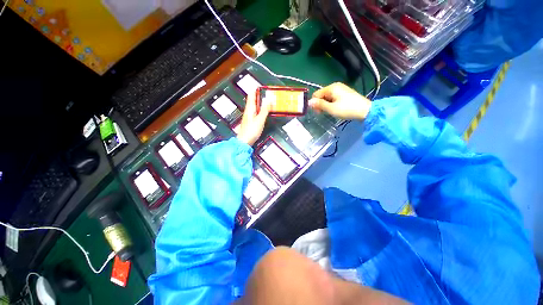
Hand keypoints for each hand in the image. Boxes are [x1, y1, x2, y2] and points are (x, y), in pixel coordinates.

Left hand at [237, 91, 270, 145]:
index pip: (251, 96)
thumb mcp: (260, 119)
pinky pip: (255, 112)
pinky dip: (260, 110)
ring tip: (265, 100)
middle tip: (265, 92)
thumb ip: (264, 109)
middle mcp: (248, 111)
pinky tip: (262, 112)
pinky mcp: (250, 122)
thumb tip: (268, 99)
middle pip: (253, 100)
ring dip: (259, 102)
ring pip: (254, 106)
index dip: (255, 90)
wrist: (245, 141)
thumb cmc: (251, 131)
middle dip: (258, 95)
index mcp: (250, 109)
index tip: (259, 85)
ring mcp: (249, 117)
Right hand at [309, 83, 370, 119]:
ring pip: (327, 97)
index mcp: (331, 88)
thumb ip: (319, 105)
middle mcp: (335, 86)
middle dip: (320, 104)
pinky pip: (333, 97)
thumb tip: (309, 102)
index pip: (316, 94)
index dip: (314, 103)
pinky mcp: (344, 93)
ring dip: (325, 104)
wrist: (365, 110)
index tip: (317, 112)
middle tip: (322, 113)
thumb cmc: (346, 109)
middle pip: (322, 95)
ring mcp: (341, 89)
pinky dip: (331, 103)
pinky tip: (334, 109)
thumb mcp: (331, 108)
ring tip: (329, 112)